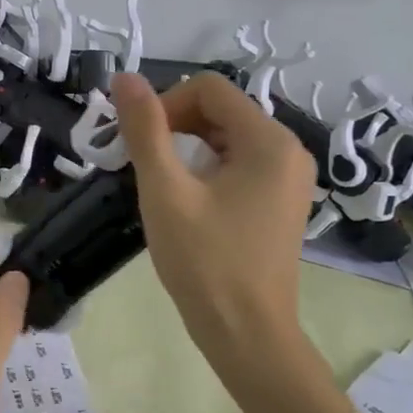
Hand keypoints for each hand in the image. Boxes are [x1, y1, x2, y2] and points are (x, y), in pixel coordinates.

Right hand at [110, 71, 315, 363]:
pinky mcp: (280, 202)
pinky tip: (186, 203)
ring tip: (161, 187)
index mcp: (269, 141)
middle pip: (219, 110)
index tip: (141, 144)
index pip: (209, 88)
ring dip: (186, 150)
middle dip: (175, 128)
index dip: (166, 105)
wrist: (247, 335)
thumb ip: (145, 129)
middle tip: (143, 167)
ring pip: (226, 138)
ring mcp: (288, 178)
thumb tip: (124, 77)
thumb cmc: (205, 262)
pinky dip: (205, 171)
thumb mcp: (165, 190)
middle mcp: (289, 150)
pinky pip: (238, 165)